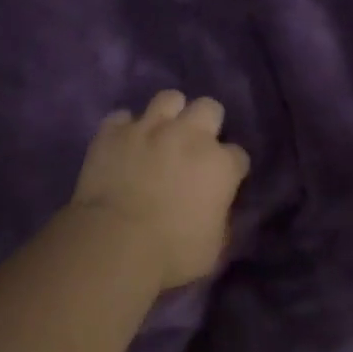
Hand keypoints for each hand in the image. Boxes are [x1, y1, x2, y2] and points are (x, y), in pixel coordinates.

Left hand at [70, 90, 251, 292]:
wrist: (115, 242)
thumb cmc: (171, 253)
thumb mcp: (213, 247)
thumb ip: (220, 218)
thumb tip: (216, 209)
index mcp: (220, 165)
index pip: (238, 155)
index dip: (230, 169)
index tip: (222, 182)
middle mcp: (189, 135)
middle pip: (209, 108)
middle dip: (206, 123)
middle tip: (194, 147)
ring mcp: (149, 128)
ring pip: (169, 98)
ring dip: (168, 114)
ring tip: (160, 134)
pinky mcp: (113, 131)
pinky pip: (122, 117)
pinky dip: (124, 129)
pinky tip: (123, 144)